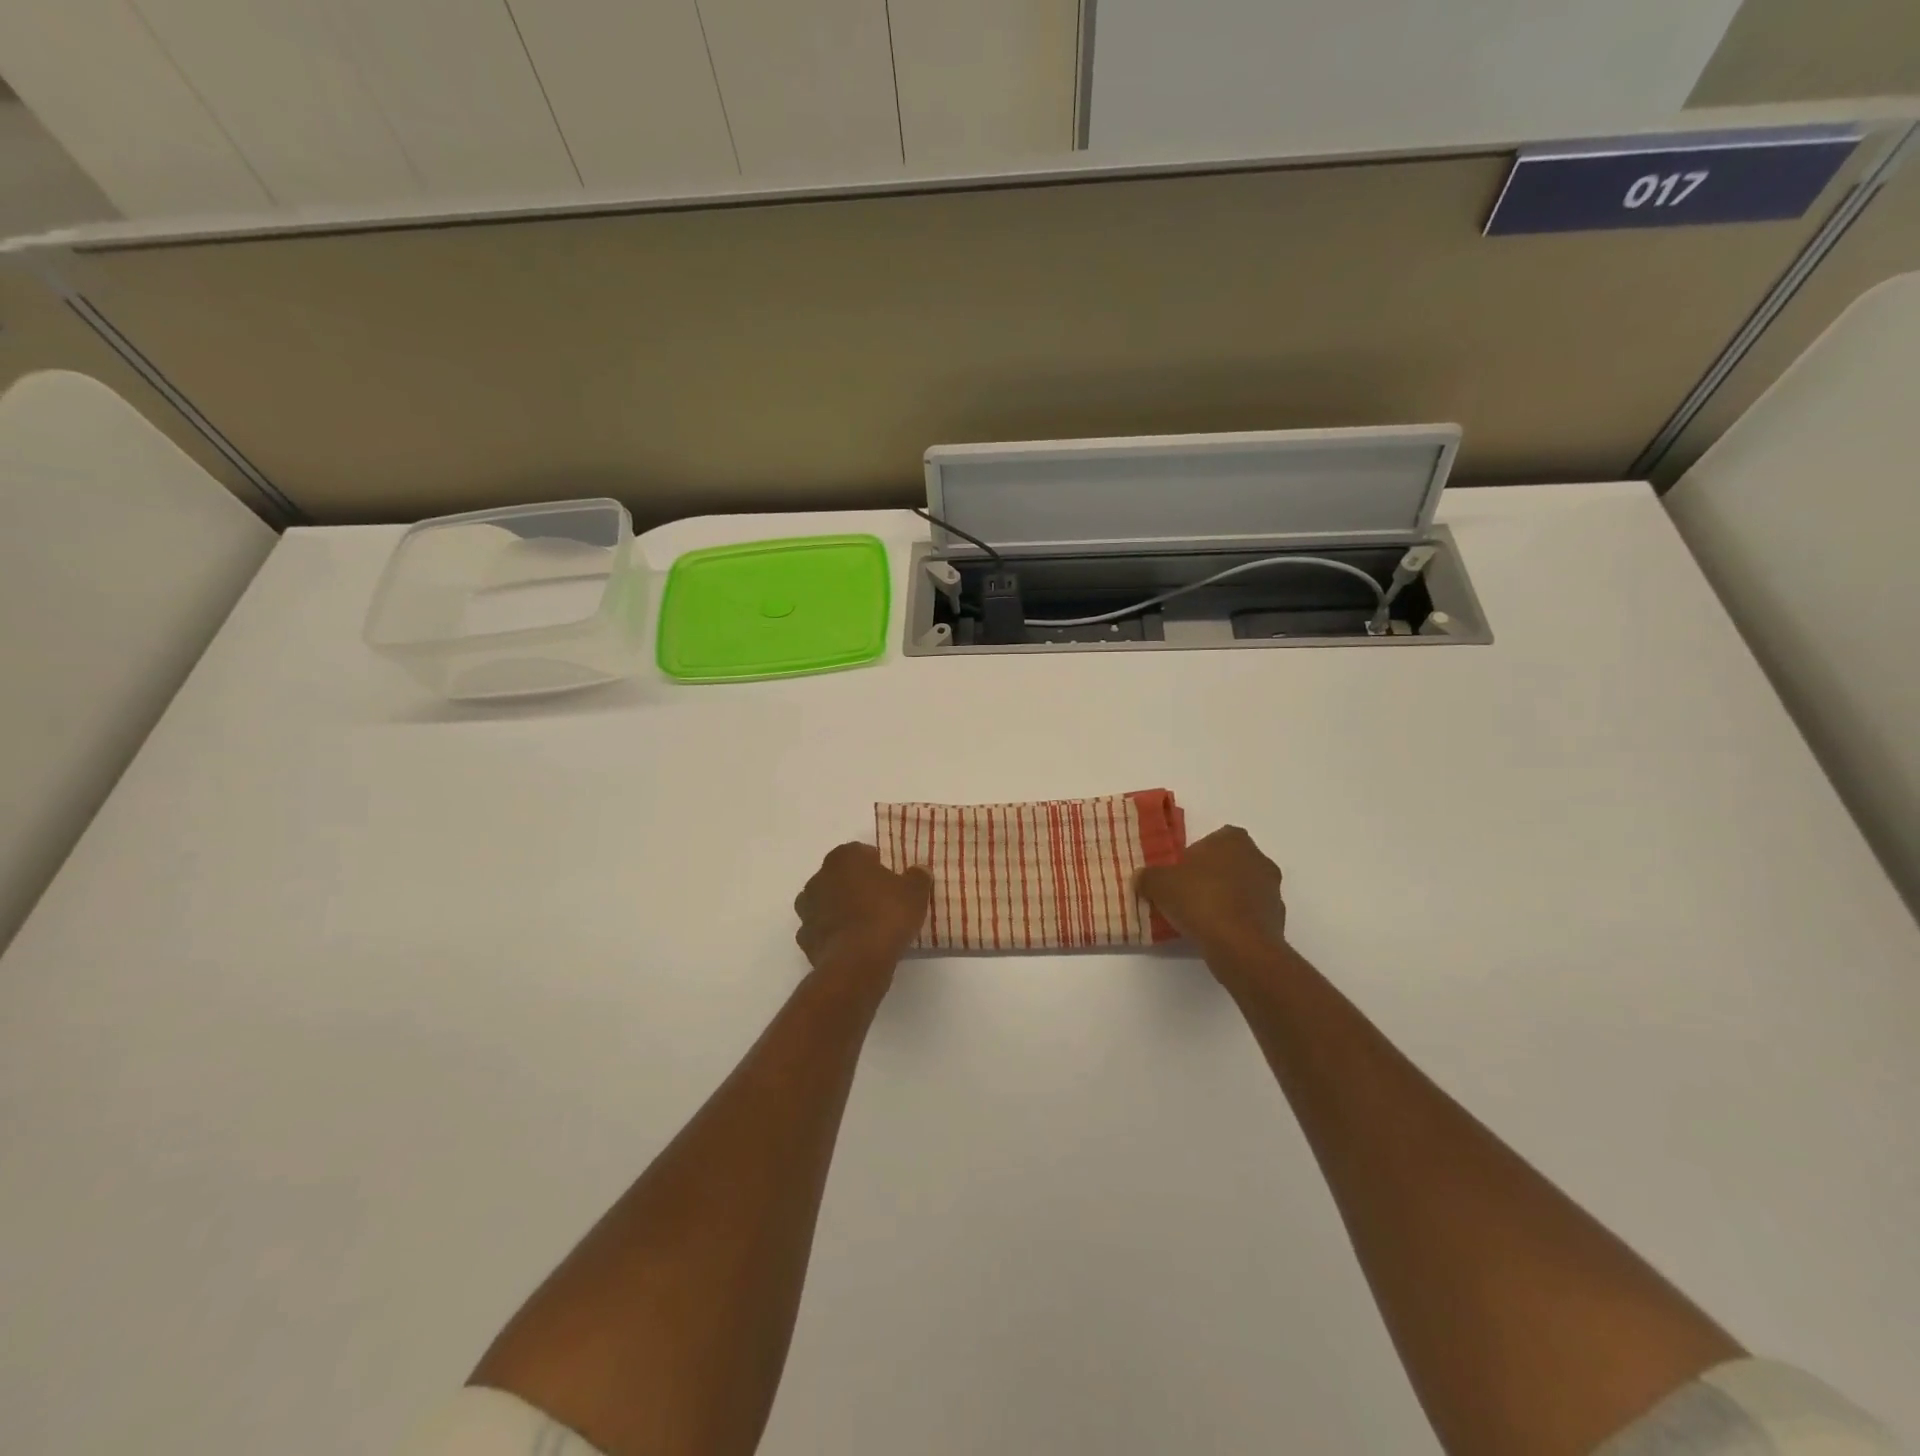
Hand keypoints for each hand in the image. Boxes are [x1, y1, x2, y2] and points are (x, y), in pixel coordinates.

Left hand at [794, 844, 931, 986]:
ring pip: (826, 902)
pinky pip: (821, 929)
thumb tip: (918, 871)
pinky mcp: (804, 937)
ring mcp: (807, 908)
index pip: (861, 852)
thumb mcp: (915, 893)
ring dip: (840, 909)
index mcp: (844, 858)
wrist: (856, 962)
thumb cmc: (887, 916)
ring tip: (865, 925)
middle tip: (880, 901)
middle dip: (856, 885)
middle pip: (840, 876)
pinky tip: (851, 944)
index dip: (877, 864)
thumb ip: (917, 877)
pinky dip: (833, 933)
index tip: (891, 880)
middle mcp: (820, 877)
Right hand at [1136, 826, 1288, 960]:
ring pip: (1242, 890)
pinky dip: (1236, 922)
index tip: (1180, 875)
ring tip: (1200, 919)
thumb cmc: (1200, 901)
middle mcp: (1259, 859)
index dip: (1194, 856)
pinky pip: (1250, 915)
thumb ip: (1148, 877)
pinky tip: (1217, 935)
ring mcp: (1272, 891)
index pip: (1213, 839)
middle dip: (1211, 877)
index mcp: (1233, 840)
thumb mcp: (1159, 884)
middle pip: (1229, 864)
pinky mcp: (1277, 920)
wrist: (1240, 947)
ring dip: (1225, 900)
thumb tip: (1142, 877)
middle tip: (1186, 895)